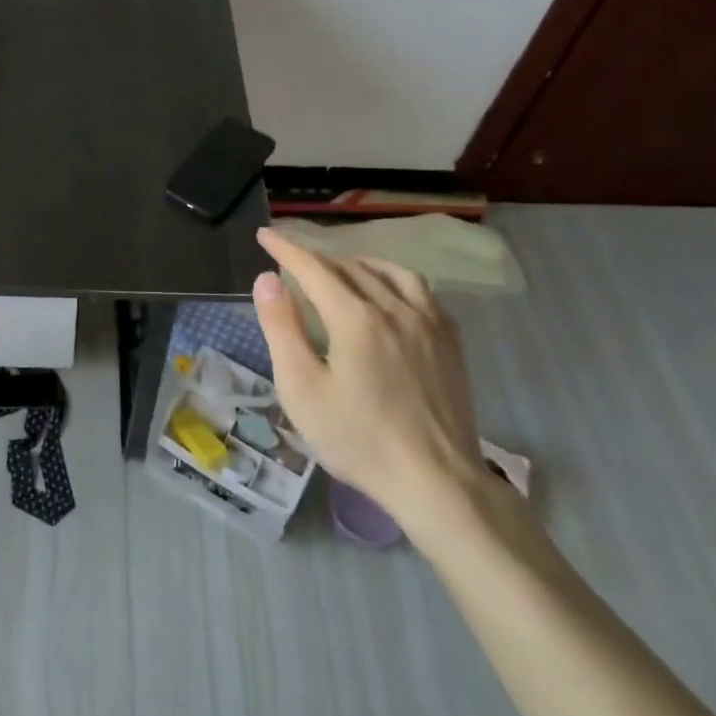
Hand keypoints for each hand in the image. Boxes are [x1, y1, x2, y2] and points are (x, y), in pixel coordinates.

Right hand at [252, 227, 485, 535]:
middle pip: (350, 267)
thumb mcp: (302, 388)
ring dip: (358, 263)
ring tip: (340, 269)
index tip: (265, 234)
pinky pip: (421, 292)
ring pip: (391, 273)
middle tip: (292, 258)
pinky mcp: (450, 343)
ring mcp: (429, 324)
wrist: (436, 481)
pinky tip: (389, 295)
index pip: (313, 268)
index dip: (286, 249)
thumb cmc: (357, 439)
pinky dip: (394, 280)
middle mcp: (394, 308)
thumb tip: (267, 279)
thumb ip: (282, 328)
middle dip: (317, 256)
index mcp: (355, 318)